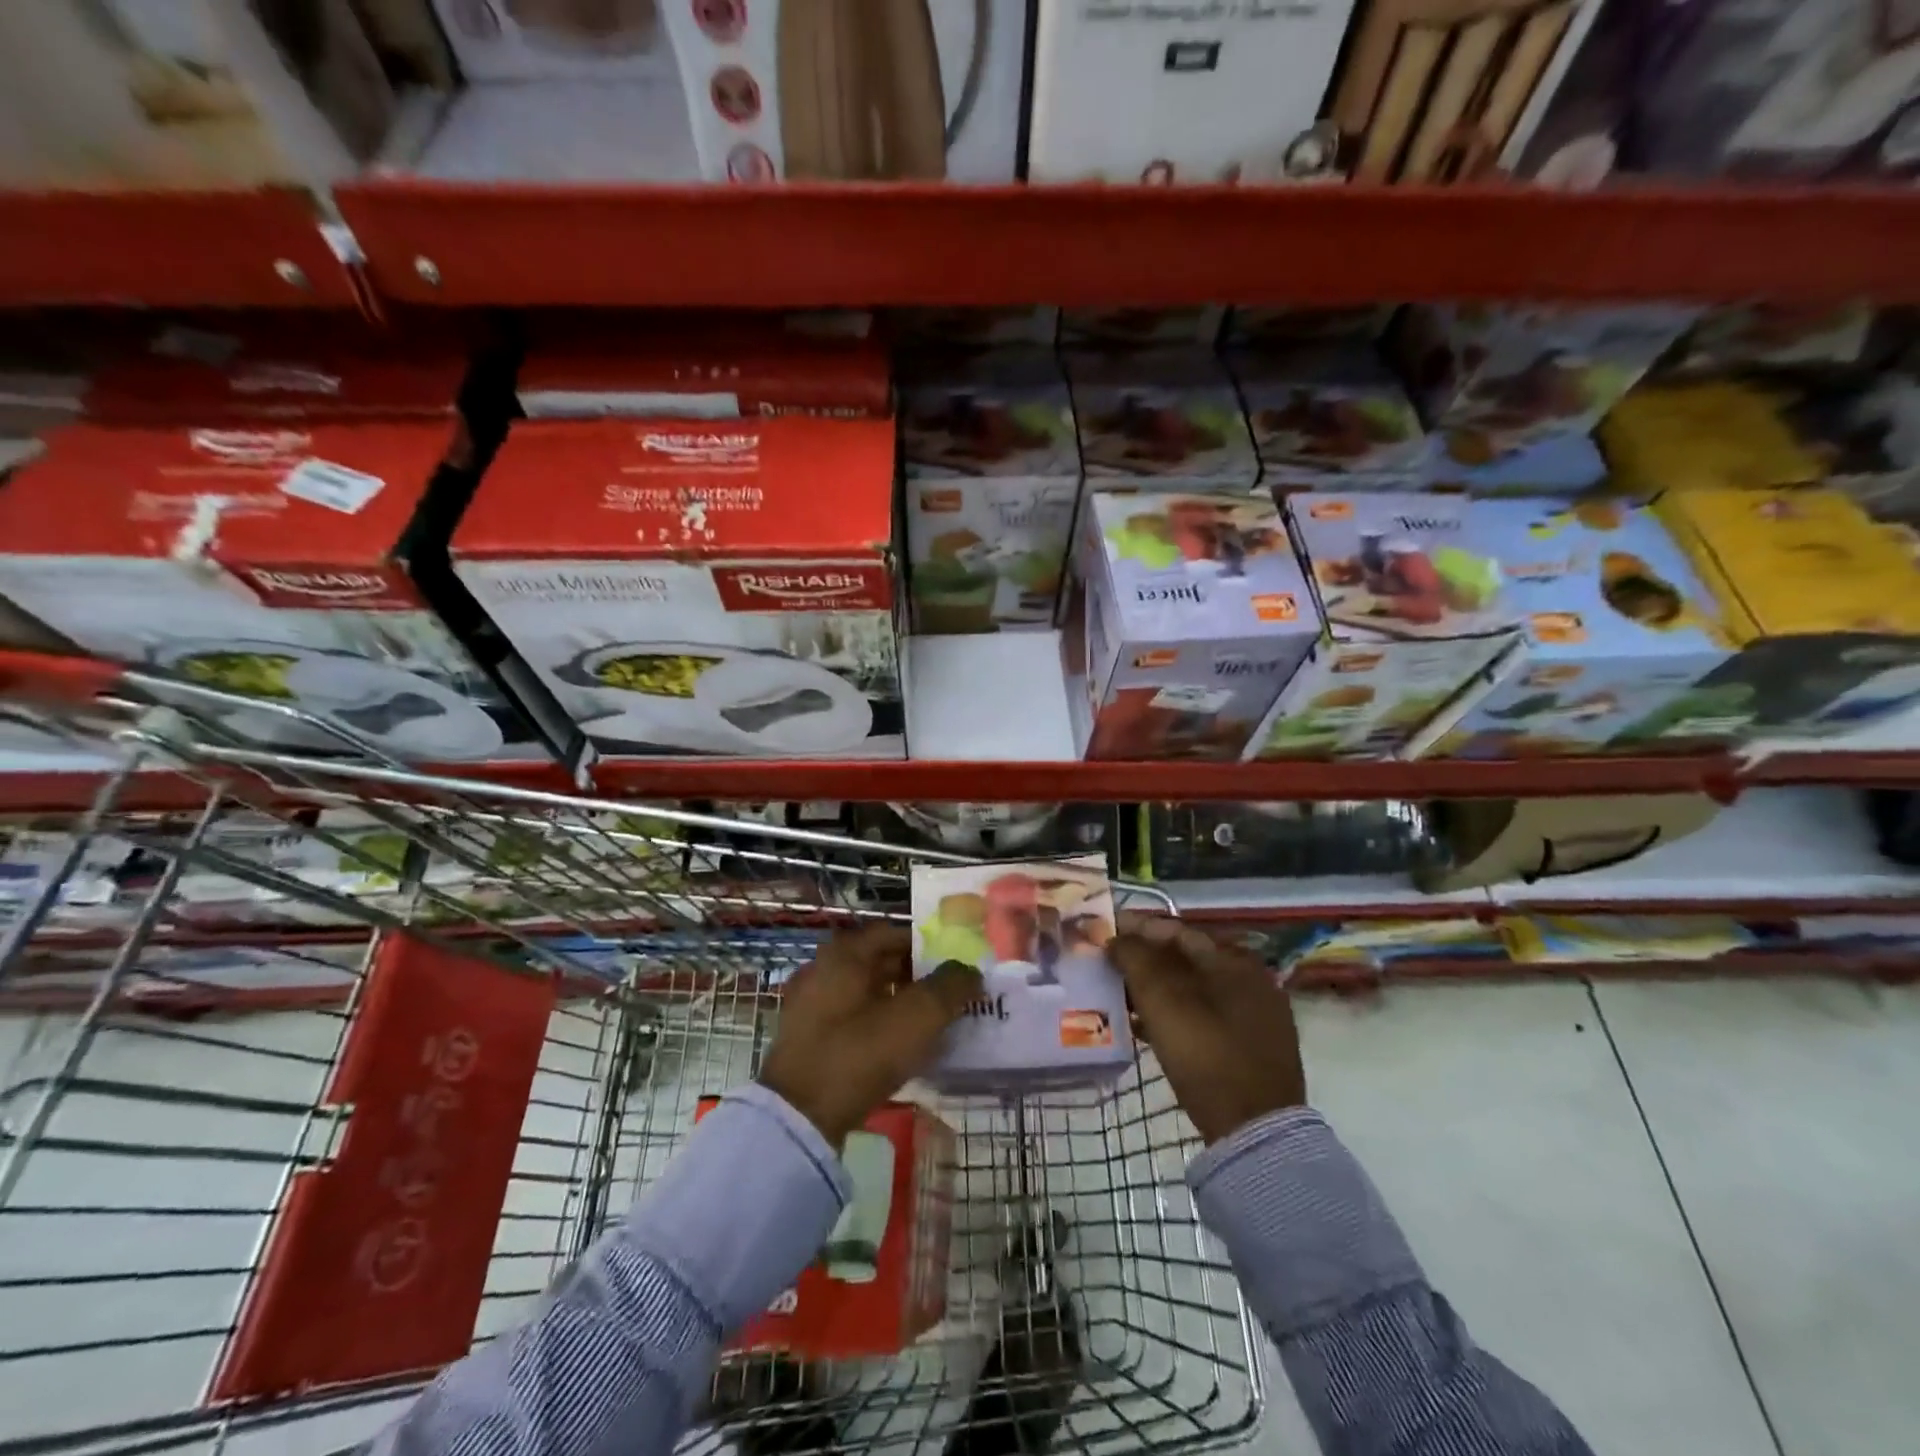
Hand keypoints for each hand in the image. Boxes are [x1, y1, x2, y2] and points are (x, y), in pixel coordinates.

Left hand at [759, 925, 981, 1147]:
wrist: (799, 1117)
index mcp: (845, 954)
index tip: (954, 964)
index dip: (927, 945)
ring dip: (898, 1003)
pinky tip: (899, 1050)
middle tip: (949, 996)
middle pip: (879, 963)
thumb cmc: (860, 1052)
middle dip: (916, 977)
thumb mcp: (918, 1016)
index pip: (894, 934)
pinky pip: (852, 1021)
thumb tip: (969, 971)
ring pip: (866, 994)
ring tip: (931, 1025)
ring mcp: (810, 1006)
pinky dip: (877, 1026)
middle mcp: (823, 970)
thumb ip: (950, 986)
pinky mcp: (808, 1040)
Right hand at [1108, 913, 1305, 1143]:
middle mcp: (1250, 980)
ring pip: (1192, 989)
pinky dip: (1171, 1013)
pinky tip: (1142, 1026)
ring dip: (1154, 988)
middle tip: (1106, 963)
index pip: (1176, 931)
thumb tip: (1116, 938)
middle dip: (1143, 959)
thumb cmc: (1207, 1055)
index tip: (1104, 930)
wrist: (1256, 1132)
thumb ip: (1137, 960)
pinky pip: (1201, 1016)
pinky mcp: (1248, 1047)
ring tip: (1116, 993)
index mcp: (1234, 961)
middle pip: (1185, 959)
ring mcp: (1254, 1016)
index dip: (1136, 928)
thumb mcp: (1164, 1002)